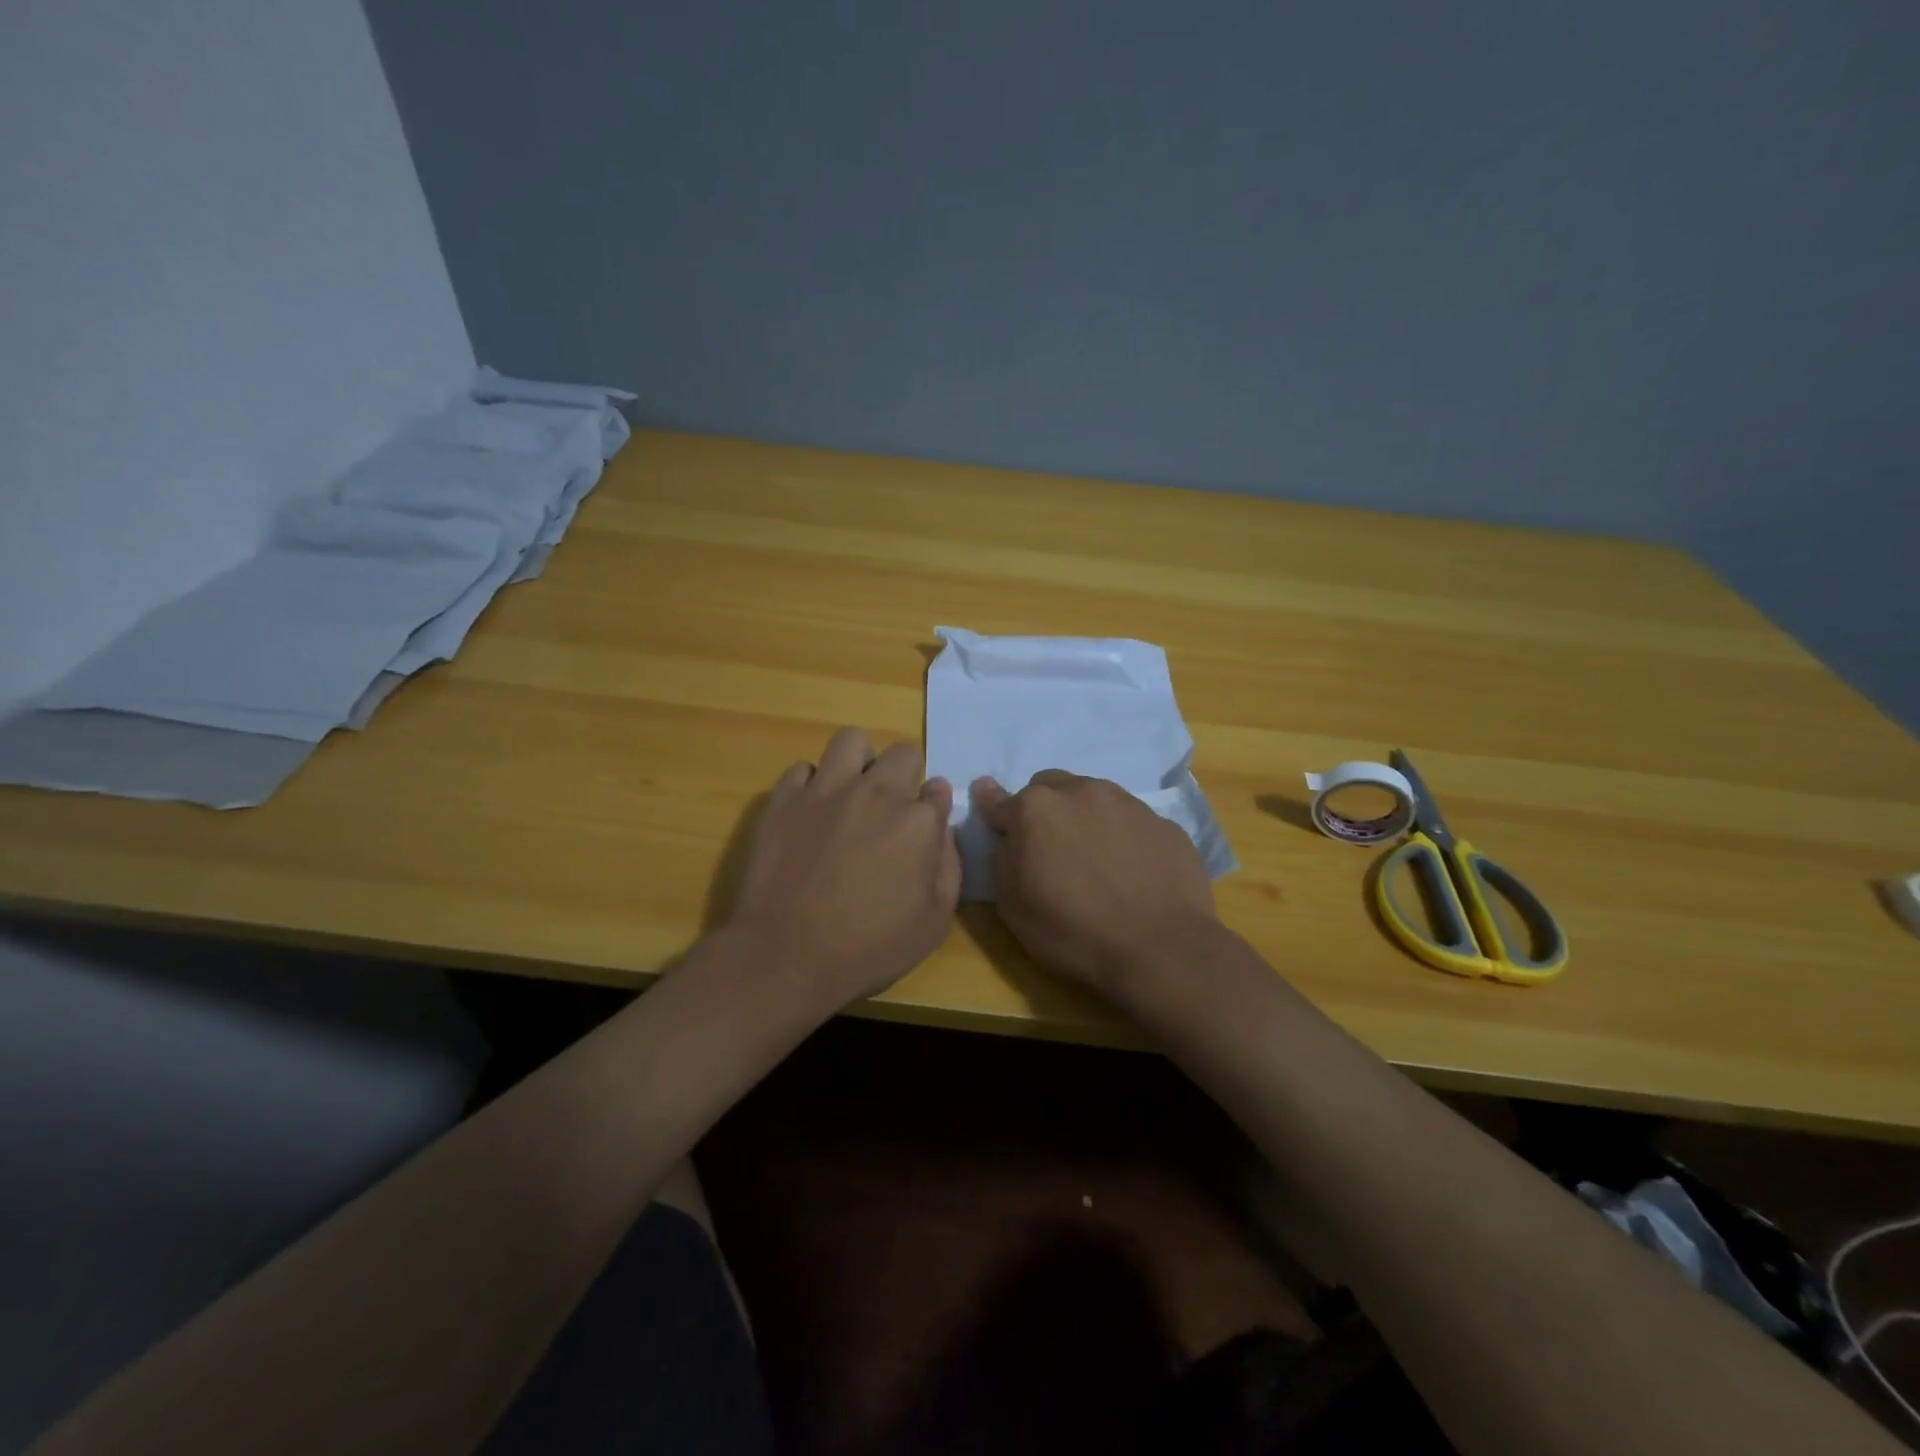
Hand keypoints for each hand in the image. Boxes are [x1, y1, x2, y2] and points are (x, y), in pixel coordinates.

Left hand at [727, 728, 960, 1010]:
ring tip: (851, 793)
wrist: (786, 956)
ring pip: (850, 741)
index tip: (923, 828)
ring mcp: (826, 790)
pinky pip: (803, 769)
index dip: (933, 808)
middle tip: (890, 810)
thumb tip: (942, 826)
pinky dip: (812, 784)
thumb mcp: (934, 922)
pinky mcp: (785, 799)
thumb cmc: (868, 948)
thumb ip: (948, 865)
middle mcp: (876, 793)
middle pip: (903, 753)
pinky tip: (811, 812)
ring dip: (859, 762)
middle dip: (905, 775)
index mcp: (918, 822)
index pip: (938, 790)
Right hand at [972, 770, 1218, 994]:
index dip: (990, 805)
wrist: (1161, 948)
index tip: (988, 805)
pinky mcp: (1163, 822)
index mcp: (1036, 810)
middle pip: (1049, 787)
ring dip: (1084, 817)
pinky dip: (1121, 835)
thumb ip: (1003, 859)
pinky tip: (1130, 869)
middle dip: (1043, 809)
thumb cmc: (1074, 932)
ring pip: (1092, 797)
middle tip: (1049, 846)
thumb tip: (1009, 838)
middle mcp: (1080, 792)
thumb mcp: (1013, 906)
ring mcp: (1127, 803)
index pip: (998, 799)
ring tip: (1094, 857)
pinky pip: (1130, 820)